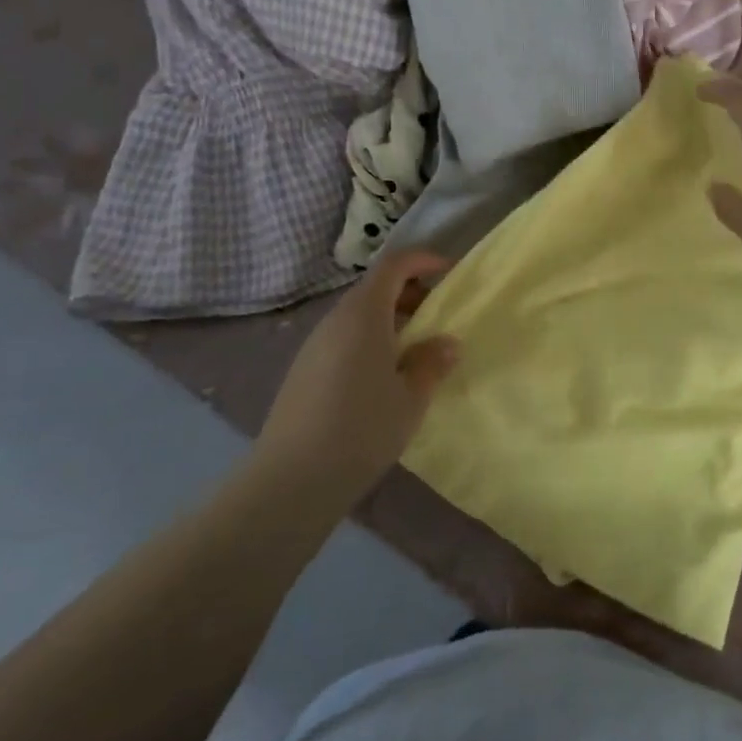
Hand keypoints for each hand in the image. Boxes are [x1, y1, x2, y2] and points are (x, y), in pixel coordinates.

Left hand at [253, 251, 458, 499]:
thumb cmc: (362, 429)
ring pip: (358, 316)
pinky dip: (370, 341)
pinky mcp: (303, 372)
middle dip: (409, 292)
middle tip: (438, 316)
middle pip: (374, 288)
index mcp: (364, 314)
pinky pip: (344, 339)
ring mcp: (314, 346)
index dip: (423, 260)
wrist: (291, 481)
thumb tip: (446, 343)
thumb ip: (431, 363)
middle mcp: (335, 321)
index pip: (394, 265)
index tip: (450, 273)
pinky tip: (384, 378)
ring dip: (390, 319)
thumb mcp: (412, 397)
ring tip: (416, 350)